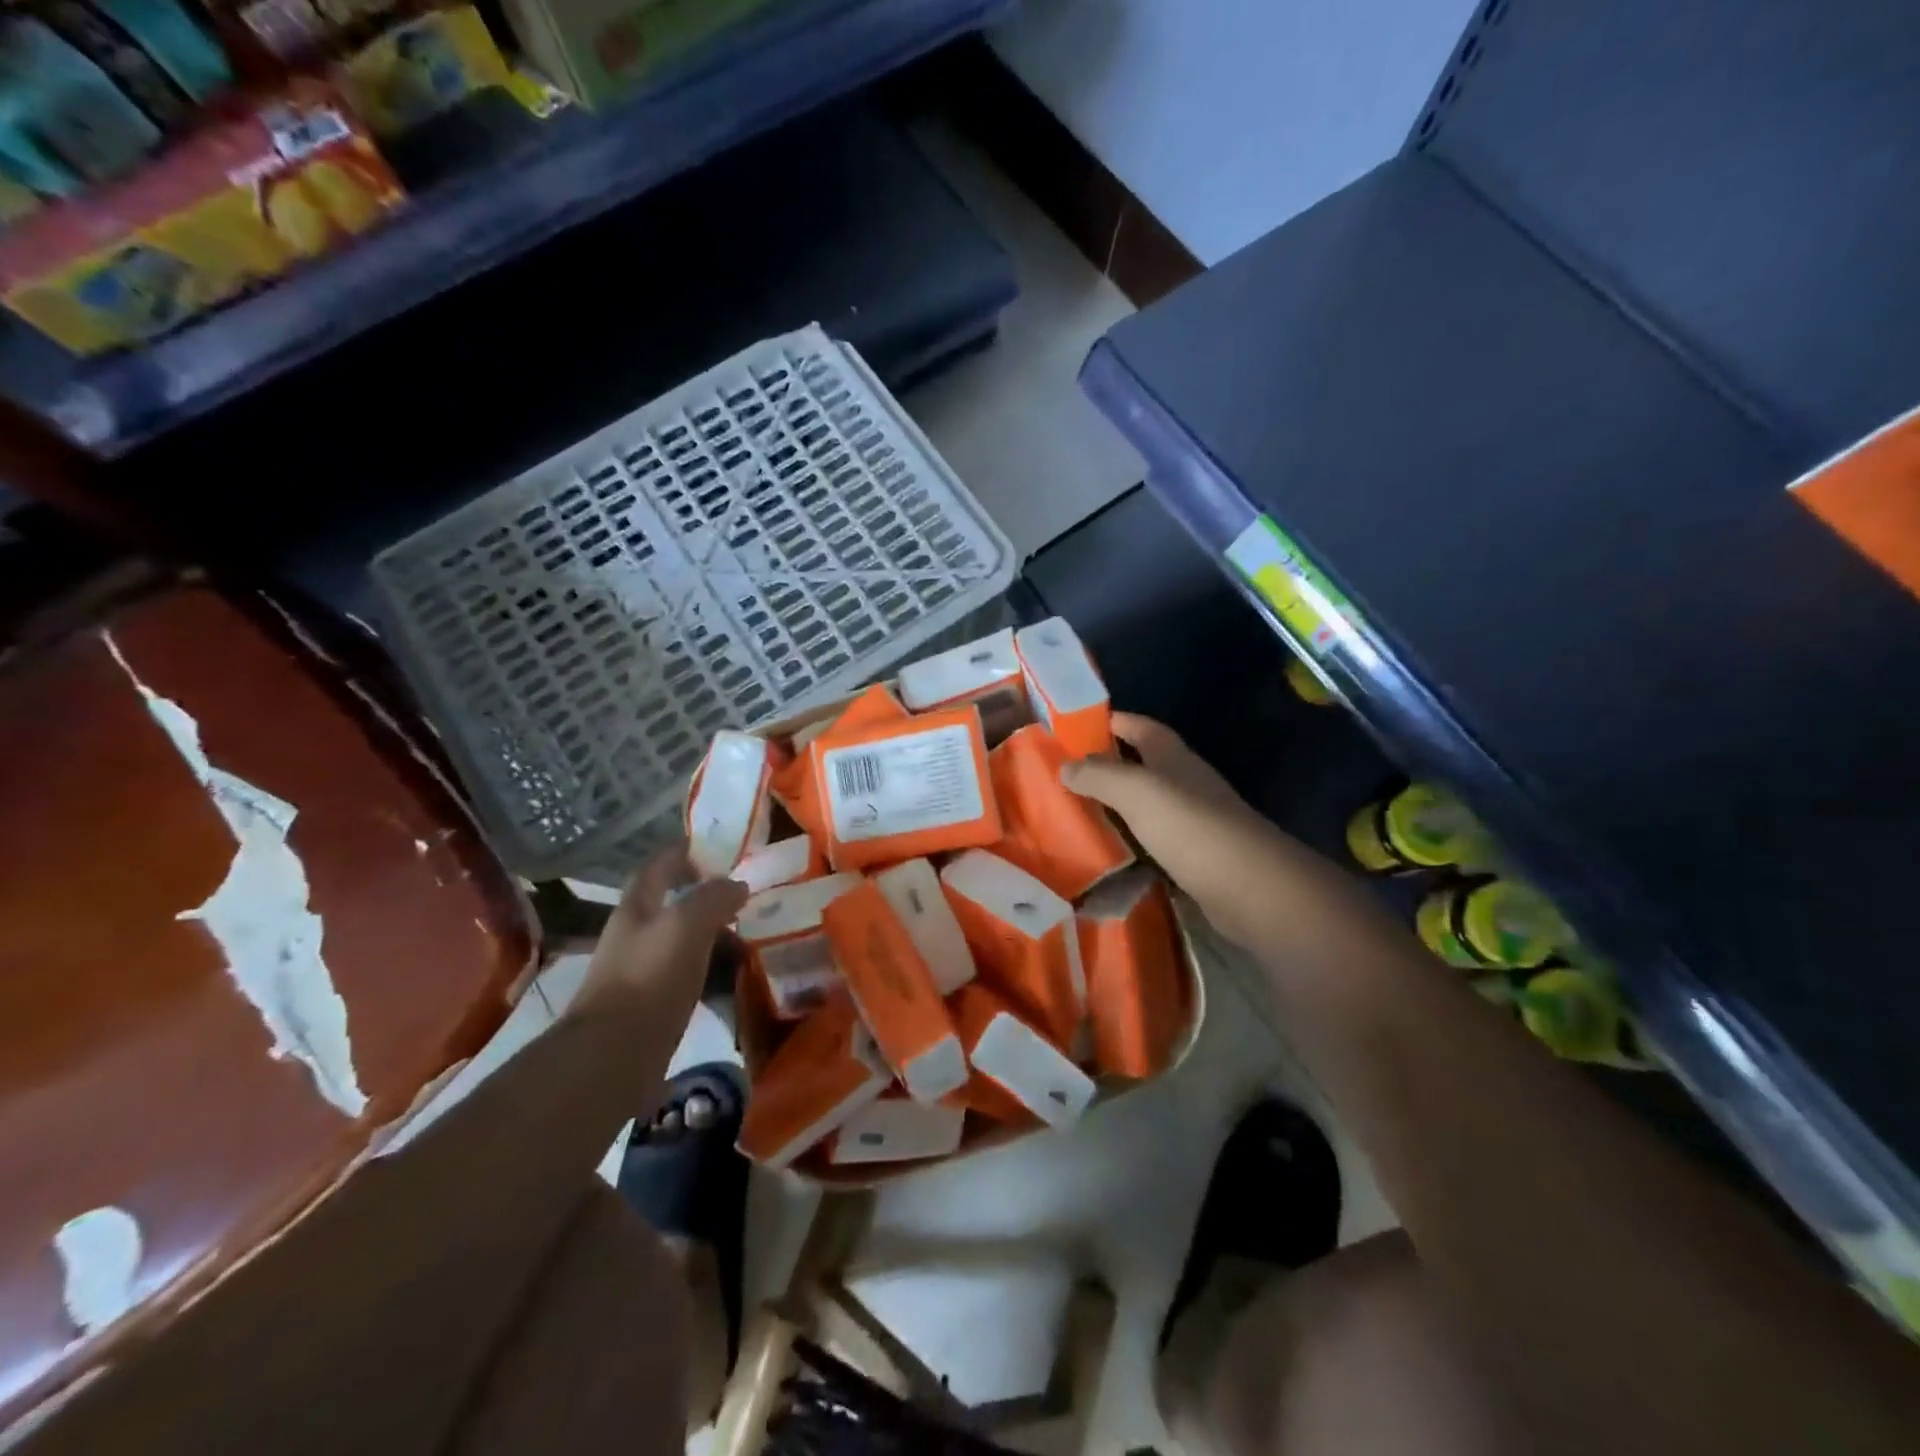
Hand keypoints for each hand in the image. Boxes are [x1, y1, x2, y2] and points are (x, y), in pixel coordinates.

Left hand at [570, 848, 747, 1019]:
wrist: (614, 1055)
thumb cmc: (650, 977)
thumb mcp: (687, 924)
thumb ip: (714, 897)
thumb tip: (738, 884)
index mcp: (637, 907)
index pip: (658, 866)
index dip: (684, 851)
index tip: (719, 845)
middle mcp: (635, 934)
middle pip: (670, 902)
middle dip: (703, 892)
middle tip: (744, 890)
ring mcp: (642, 970)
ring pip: (681, 938)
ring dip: (710, 930)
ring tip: (748, 928)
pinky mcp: (652, 1004)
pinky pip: (687, 972)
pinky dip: (709, 965)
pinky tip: (732, 971)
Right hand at [1062, 713, 1292, 945]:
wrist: (1249, 887)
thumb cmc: (1190, 826)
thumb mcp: (1136, 790)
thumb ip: (1099, 775)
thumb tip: (1064, 765)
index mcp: (1174, 758)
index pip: (1141, 728)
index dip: (1113, 721)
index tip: (1076, 725)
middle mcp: (1186, 784)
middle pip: (1144, 766)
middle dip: (1109, 765)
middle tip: (1066, 774)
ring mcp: (1194, 822)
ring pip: (1148, 805)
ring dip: (1118, 806)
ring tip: (1078, 814)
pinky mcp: (1195, 858)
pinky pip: (1153, 842)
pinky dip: (1131, 843)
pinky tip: (1109, 854)